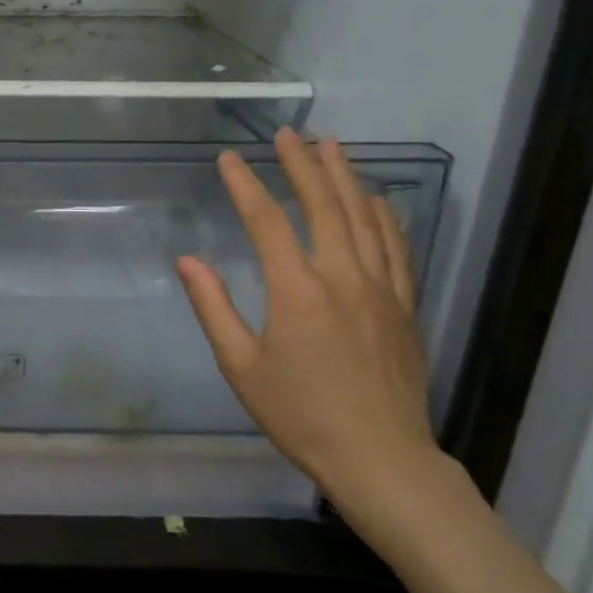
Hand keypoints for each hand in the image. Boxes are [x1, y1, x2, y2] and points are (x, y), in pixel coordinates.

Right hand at [176, 128, 440, 516]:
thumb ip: (213, 308)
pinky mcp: (405, 305)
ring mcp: (381, 289)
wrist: (380, 457)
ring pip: (365, 217)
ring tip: (331, 146)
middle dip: (302, 164)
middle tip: (287, 134)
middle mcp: (342, 277)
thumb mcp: (241, 367)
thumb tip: (188, 260)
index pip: (266, 221)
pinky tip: (377, 197)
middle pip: (323, 205)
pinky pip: (397, 247)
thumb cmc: (300, 415)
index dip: (245, 185)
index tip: (228, 159)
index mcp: (296, 291)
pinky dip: (385, 215)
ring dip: (345, 177)